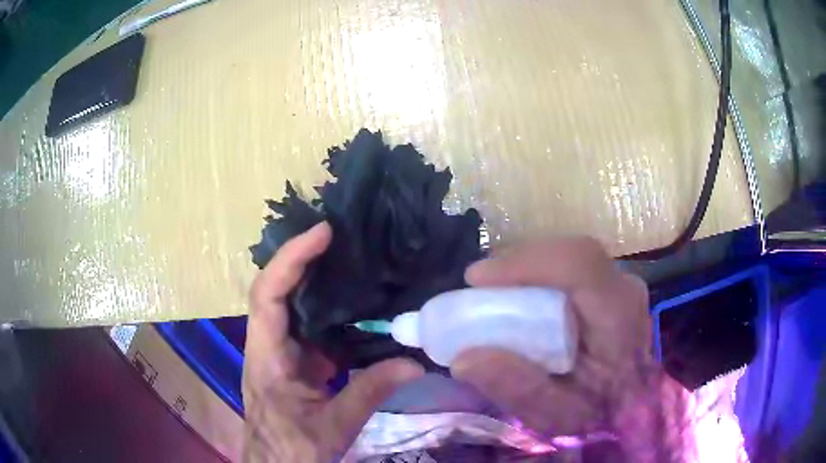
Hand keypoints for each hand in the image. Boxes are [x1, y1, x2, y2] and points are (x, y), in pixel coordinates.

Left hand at [242, 222, 423, 461]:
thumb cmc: (293, 449)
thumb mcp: (333, 426)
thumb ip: (370, 392)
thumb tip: (415, 362)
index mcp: (267, 356)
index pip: (268, 294)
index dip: (291, 258)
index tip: (323, 233)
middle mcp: (268, 344)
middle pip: (277, 289)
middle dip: (304, 258)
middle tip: (342, 235)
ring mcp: (281, 351)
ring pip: (294, 305)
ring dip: (317, 280)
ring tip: (353, 258)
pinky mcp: (295, 361)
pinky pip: (311, 327)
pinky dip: (332, 311)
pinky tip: (359, 306)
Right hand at [451, 238, 688, 456]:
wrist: (631, 405)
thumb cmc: (598, 412)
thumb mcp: (554, 414)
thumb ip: (516, 388)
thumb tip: (464, 358)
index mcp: (619, 316)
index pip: (579, 264)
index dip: (527, 263)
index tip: (477, 280)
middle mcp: (623, 287)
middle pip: (567, 252)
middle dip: (518, 265)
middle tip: (478, 289)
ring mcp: (618, 281)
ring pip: (566, 254)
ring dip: (525, 268)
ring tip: (492, 293)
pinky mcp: (608, 284)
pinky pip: (568, 265)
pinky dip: (536, 275)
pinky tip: (518, 297)